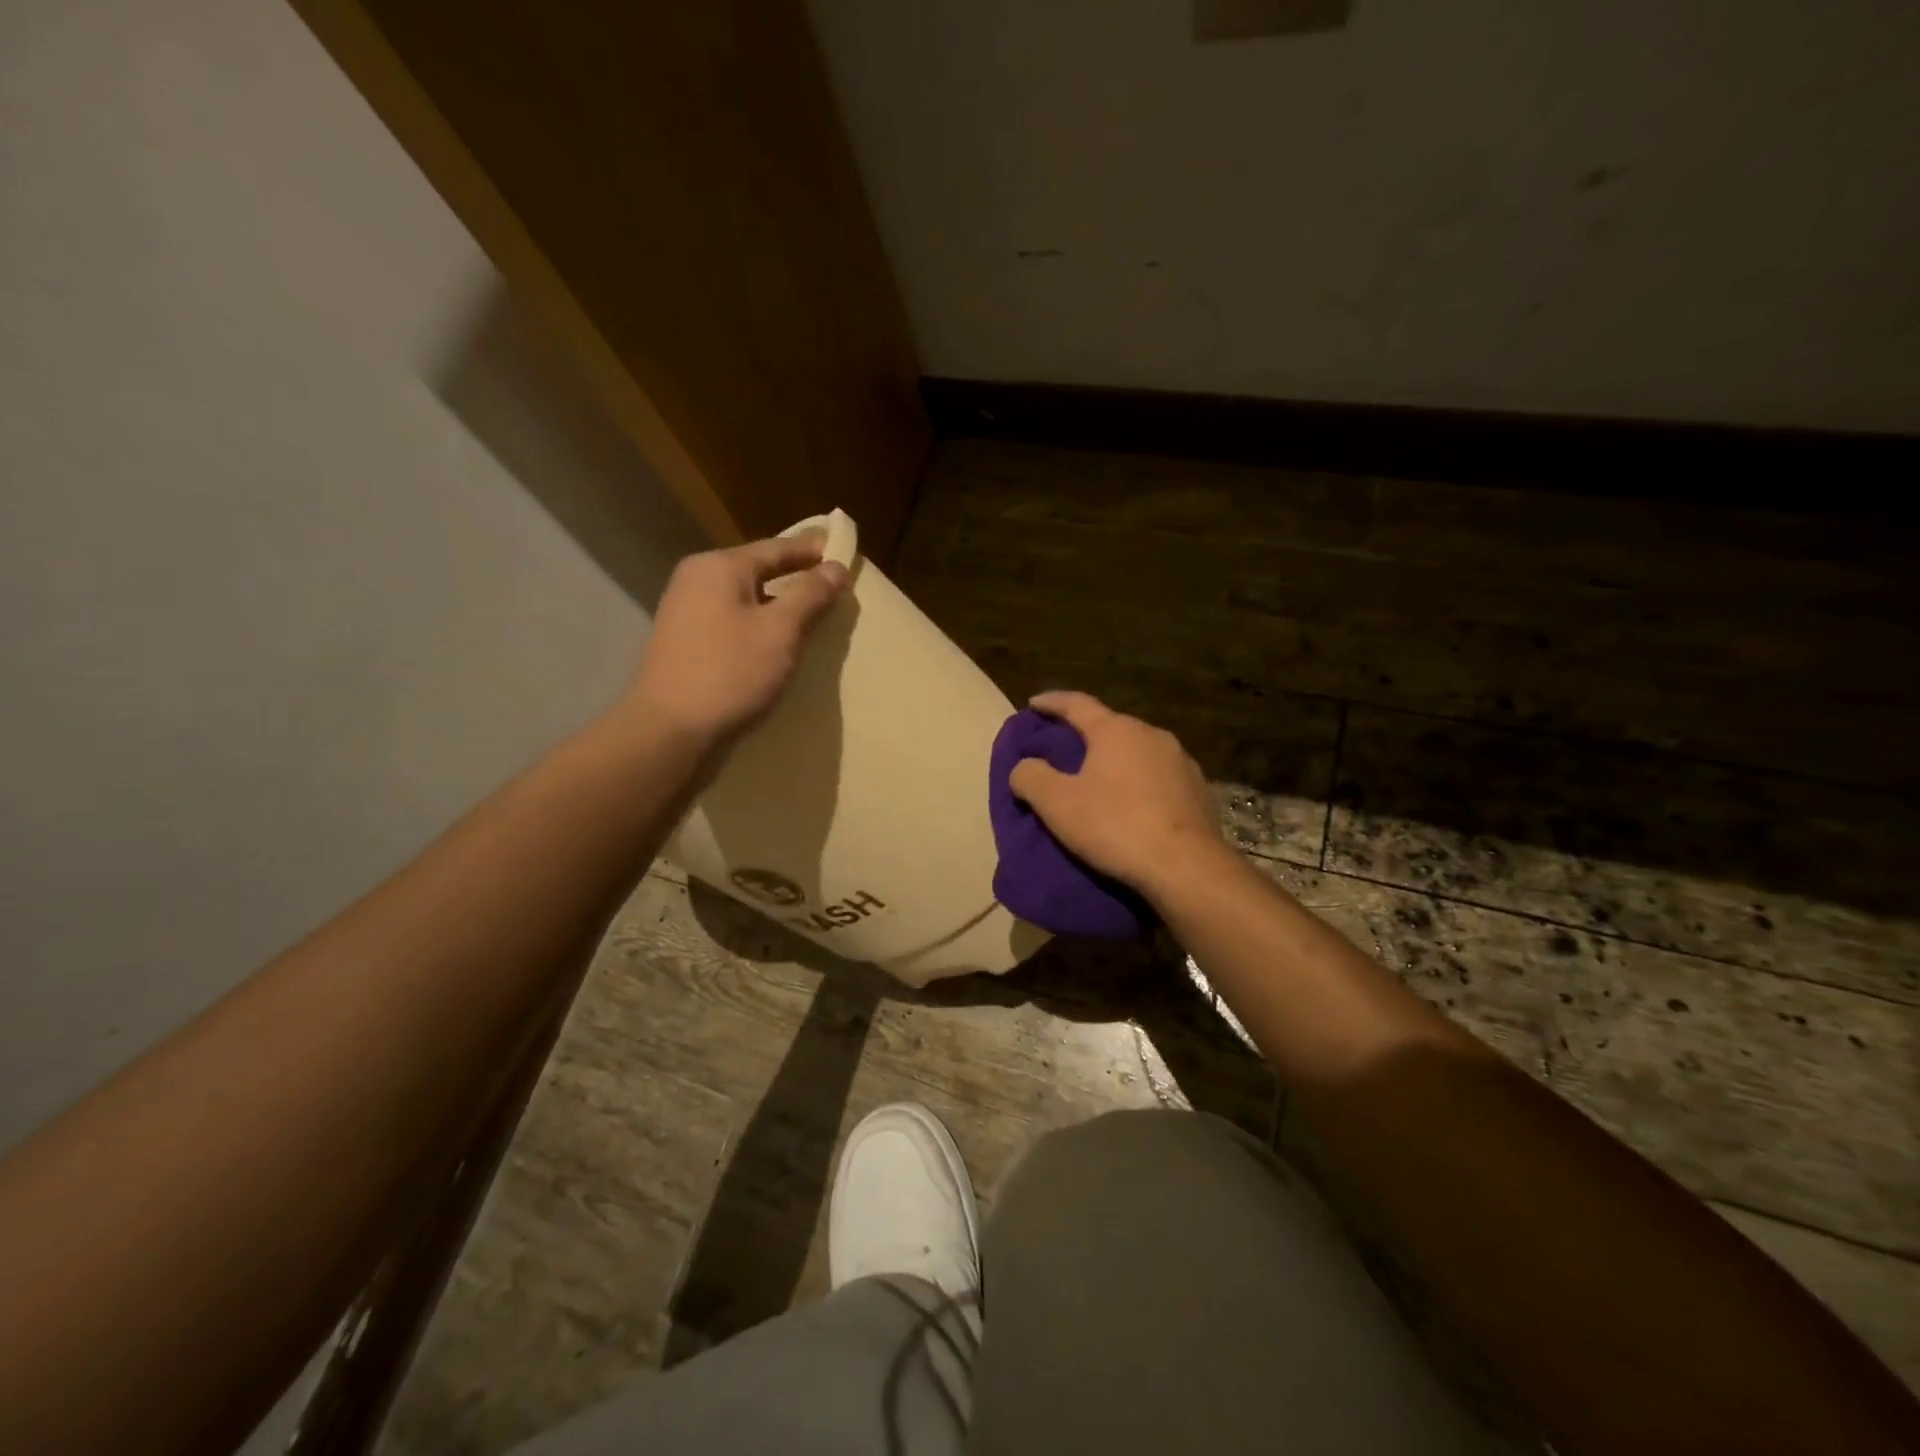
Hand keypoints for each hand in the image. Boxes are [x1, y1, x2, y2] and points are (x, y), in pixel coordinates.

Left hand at [625, 532, 849, 745]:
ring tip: (813, 613)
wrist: (669, 729)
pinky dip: (759, 622)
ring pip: (746, 596)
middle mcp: (697, 578)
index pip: (777, 548)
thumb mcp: (781, 631)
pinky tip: (778, 639)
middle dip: (797, 576)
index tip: (845, 552)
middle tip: (834, 584)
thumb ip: (810, 595)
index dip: (814, 550)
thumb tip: (835, 567)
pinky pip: (732, 619)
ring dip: (779, 602)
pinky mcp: (685, 640)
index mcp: (720, 567)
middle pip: (759, 569)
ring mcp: (686, 610)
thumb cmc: (730, 673)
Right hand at [1008, 691, 1229, 897]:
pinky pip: (1159, 777)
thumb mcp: (1057, 804)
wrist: (1186, 867)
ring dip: (1115, 760)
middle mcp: (1152, 734)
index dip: (1051, 702)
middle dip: (1085, 735)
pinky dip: (1139, 783)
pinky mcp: (1198, 790)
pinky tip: (1132, 804)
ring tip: (1098, 780)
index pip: (1077, 704)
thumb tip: (1024, 767)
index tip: (1033, 704)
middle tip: (1063, 750)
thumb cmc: (1115, 826)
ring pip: (1137, 752)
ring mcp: (1181, 761)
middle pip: (1110, 726)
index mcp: (1116, 730)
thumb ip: (1031, 777)